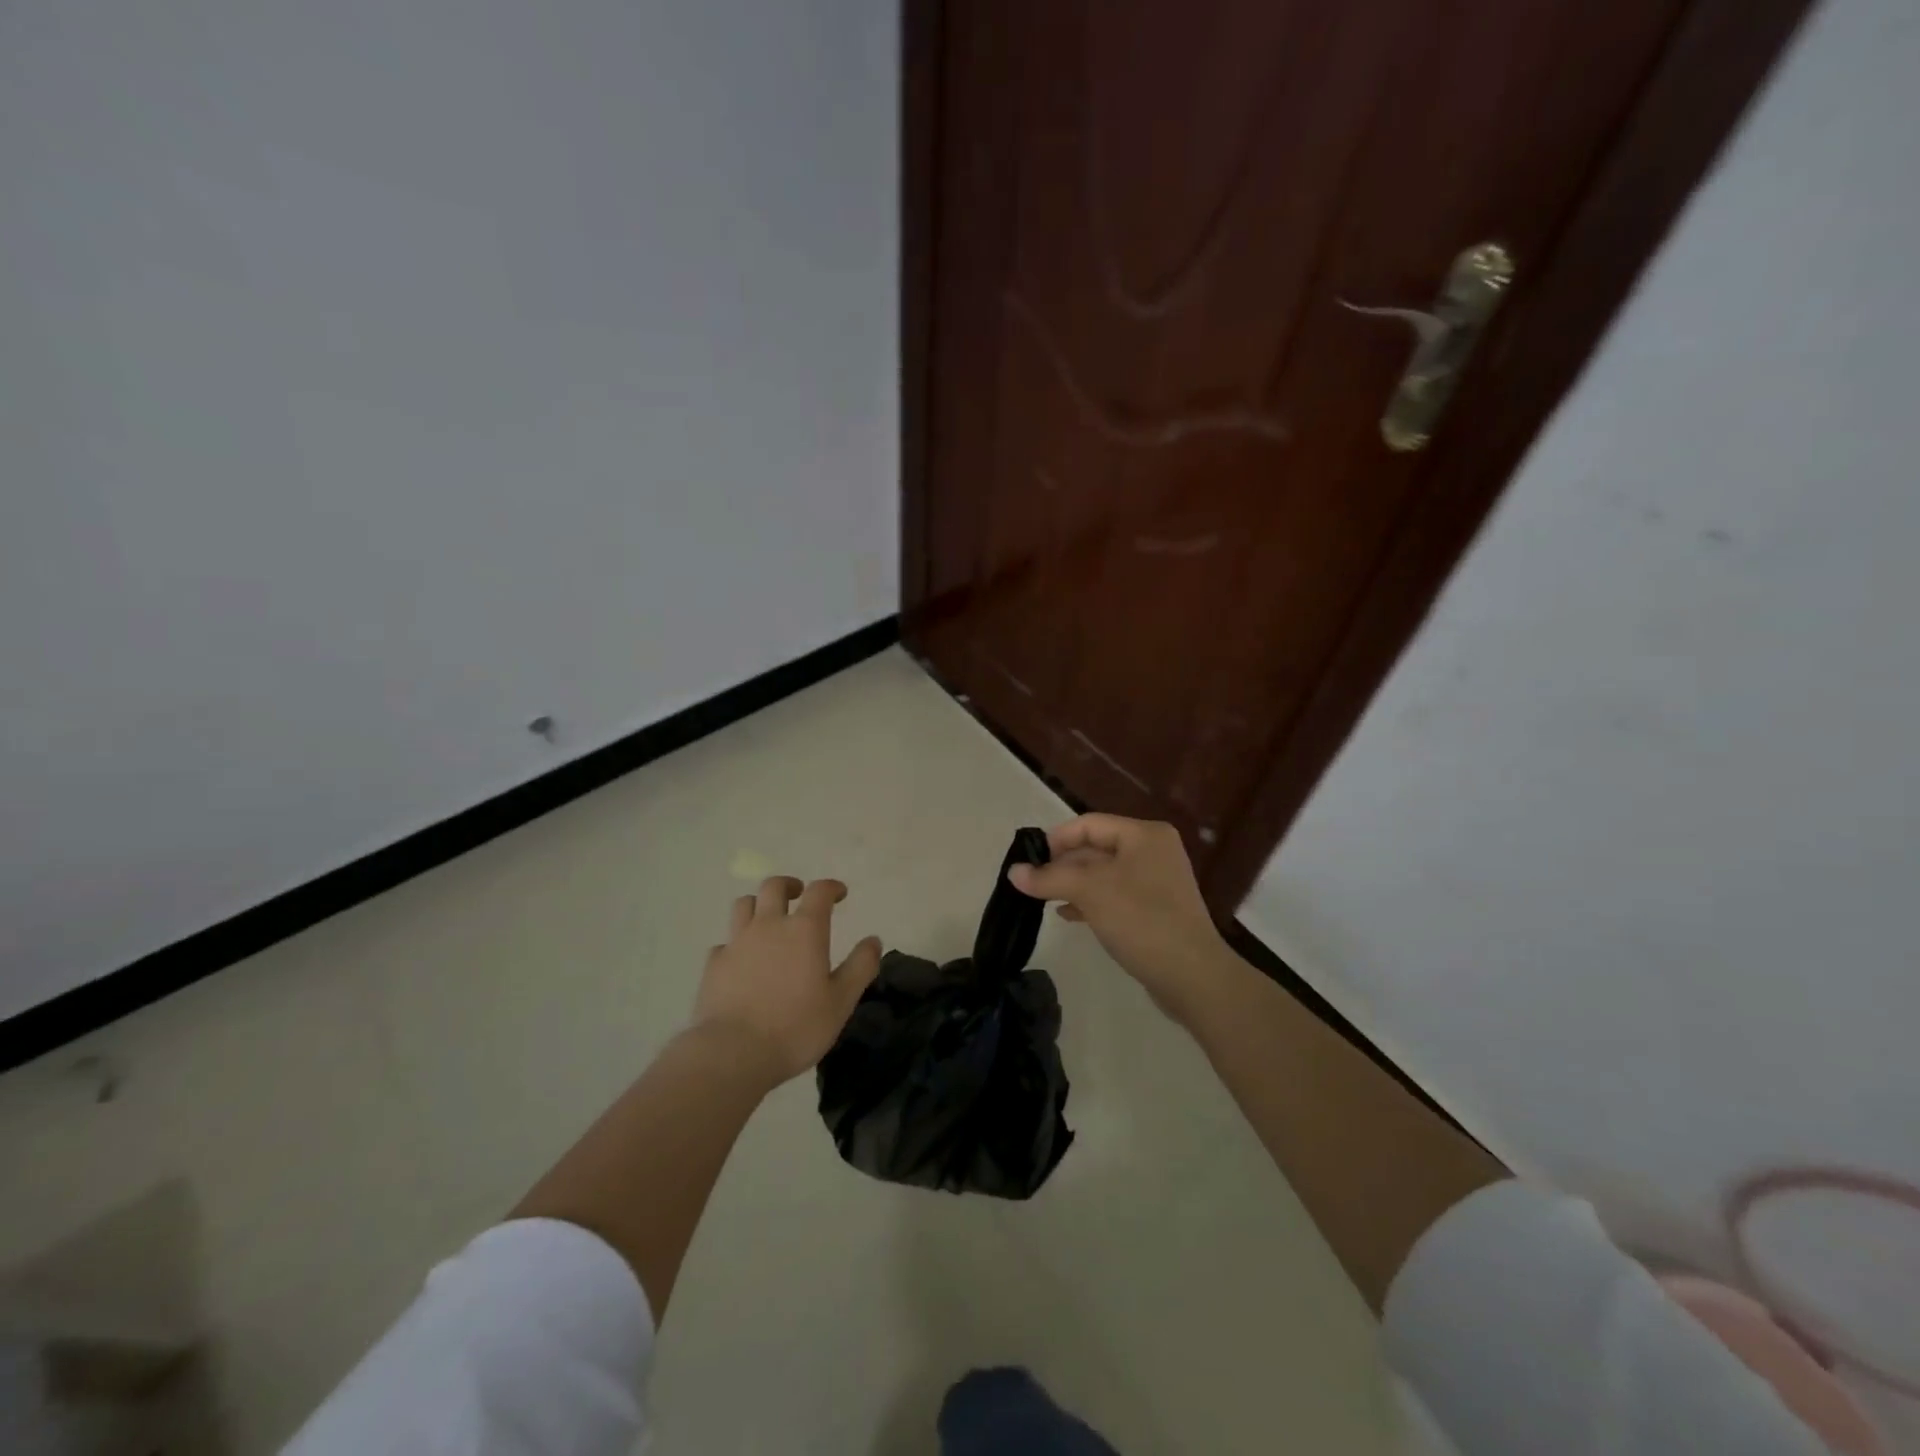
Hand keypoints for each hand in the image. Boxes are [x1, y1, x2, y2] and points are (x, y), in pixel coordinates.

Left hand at [692, 877, 881, 1087]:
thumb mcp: (841, 1001)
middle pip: (774, 887)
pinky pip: (725, 942)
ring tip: (768, 919)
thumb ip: (860, 967)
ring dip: (758, 904)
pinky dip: (736, 943)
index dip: (831, 887)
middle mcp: (769, 926)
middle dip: (790, 885)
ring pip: (744, 905)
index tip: (839, 893)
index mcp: (805, 930)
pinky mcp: (714, 964)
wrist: (733, 1052)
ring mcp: (737, 943)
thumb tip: (873, 940)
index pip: (819, 892)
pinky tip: (741, 959)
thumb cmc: (796, 1027)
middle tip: (799, 896)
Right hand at [1008, 815, 1237, 1023]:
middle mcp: (1152, 851)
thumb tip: (1013, 872)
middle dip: (1062, 865)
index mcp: (1144, 835)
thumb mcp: (1090, 891)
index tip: (1029, 862)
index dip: (1055, 840)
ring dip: (1072, 884)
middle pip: (1095, 848)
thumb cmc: (1141, 920)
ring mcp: (1156, 881)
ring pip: (1102, 874)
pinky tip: (1068, 915)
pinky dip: (1089, 901)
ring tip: (1044, 900)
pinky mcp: (1155, 910)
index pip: (1088, 824)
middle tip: (1031, 884)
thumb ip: (1049, 878)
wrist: (1192, 976)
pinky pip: (1114, 895)